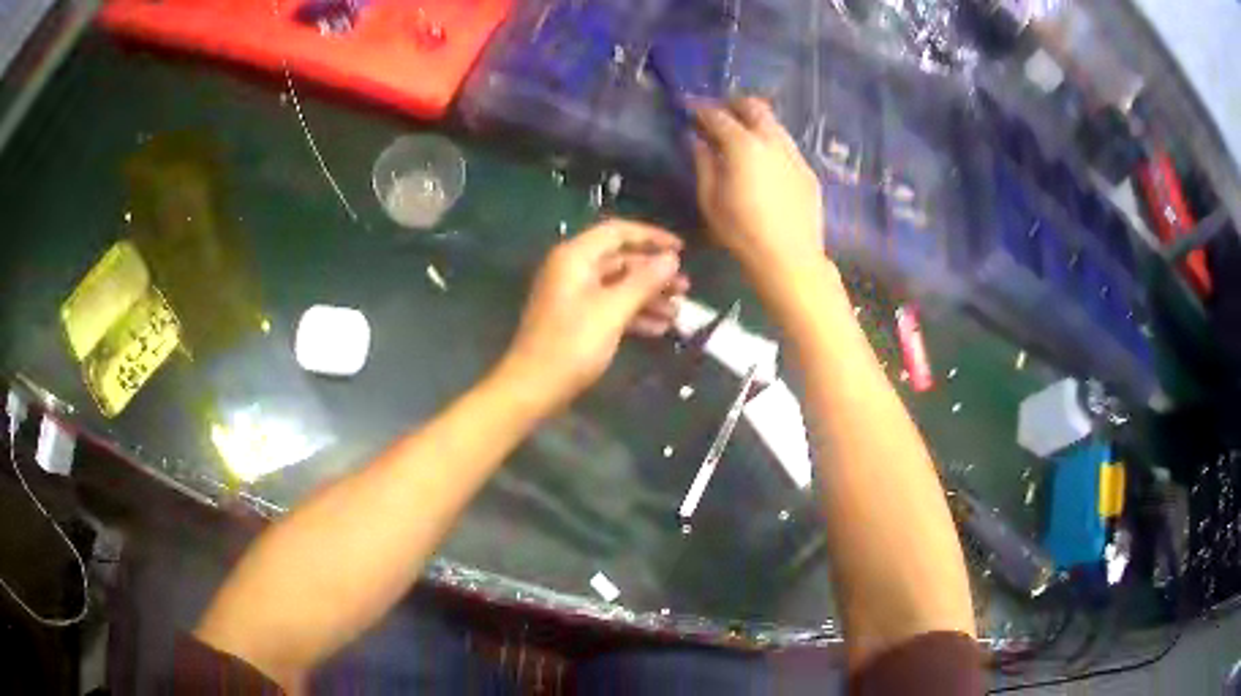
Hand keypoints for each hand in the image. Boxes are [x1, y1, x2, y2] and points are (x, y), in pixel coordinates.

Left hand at [499, 219, 689, 409]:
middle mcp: (572, 269)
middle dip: (654, 274)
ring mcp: (573, 295)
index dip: (652, 237)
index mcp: (575, 257)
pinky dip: (633, 314)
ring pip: (618, 286)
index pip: (617, 232)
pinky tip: (659, 329)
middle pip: (620, 260)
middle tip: (685, 288)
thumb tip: (671, 258)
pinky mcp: (576, 319)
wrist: (533, 387)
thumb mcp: (612, 311)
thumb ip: (644, 281)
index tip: (682, 249)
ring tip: (678, 312)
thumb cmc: (572, 344)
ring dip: (648, 296)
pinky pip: (609, 306)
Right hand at [691, 97, 825, 281]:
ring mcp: (794, 154)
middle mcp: (772, 141)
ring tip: (742, 136)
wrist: (790, 258)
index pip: (718, 115)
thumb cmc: (742, 232)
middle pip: (754, 107)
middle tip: (719, 114)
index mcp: (743, 145)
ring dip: (755, 122)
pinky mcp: (807, 171)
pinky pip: (787, 145)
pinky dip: (771, 143)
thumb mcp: (710, 199)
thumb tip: (696, 140)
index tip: (689, 109)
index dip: (700, 109)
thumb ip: (703, 163)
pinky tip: (765, 162)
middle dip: (734, 104)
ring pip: (774, 124)